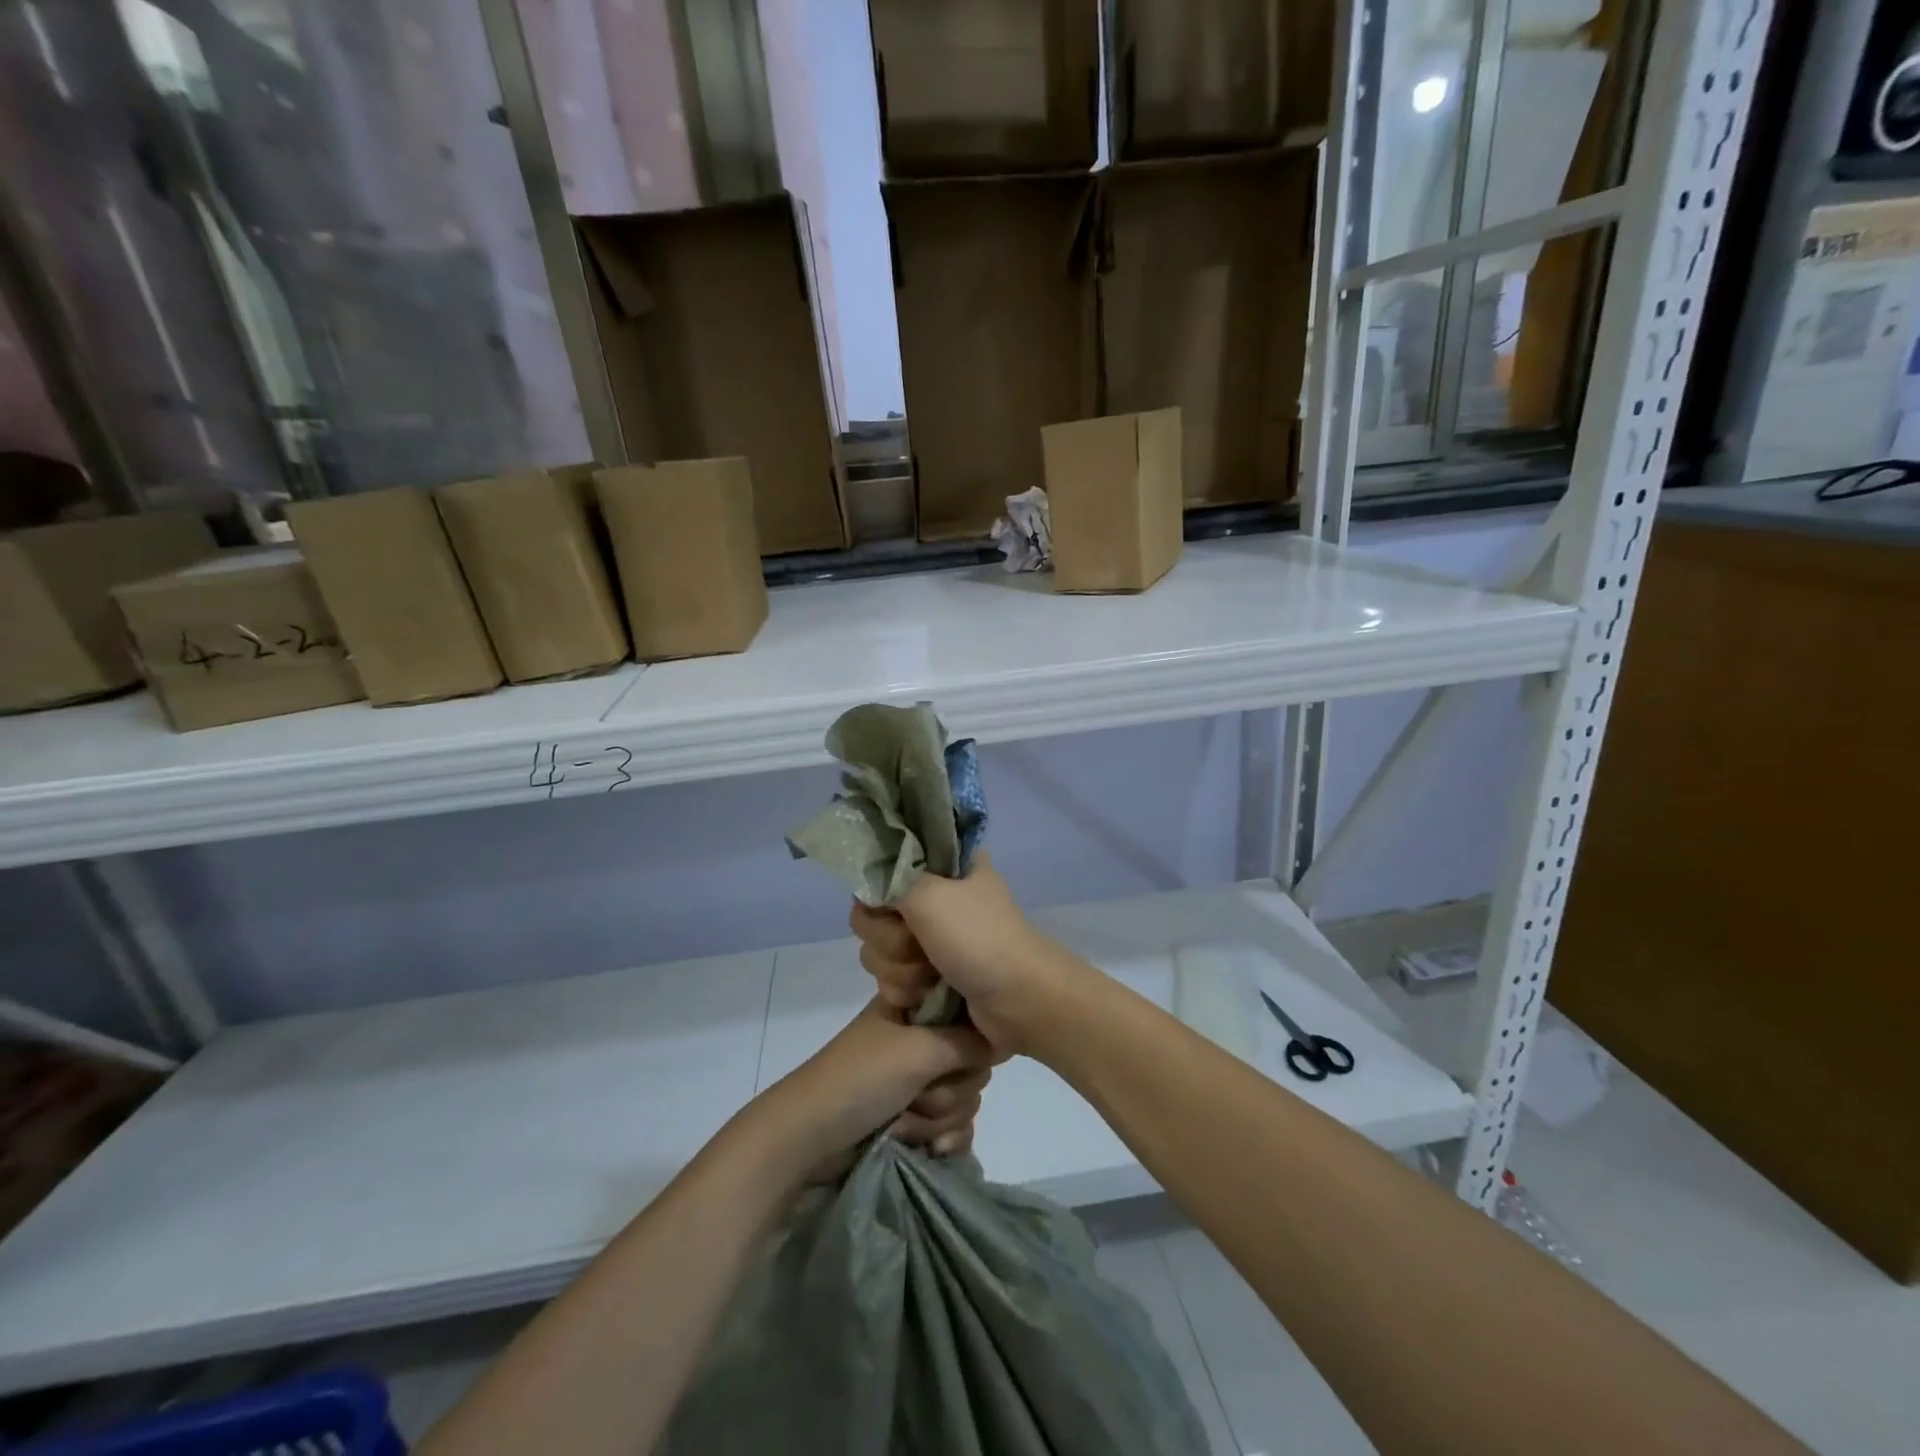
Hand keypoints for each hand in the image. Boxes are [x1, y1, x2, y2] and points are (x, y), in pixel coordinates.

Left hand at [756, 998, 992, 1177]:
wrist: (809, 1138)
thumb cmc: (861, 1078)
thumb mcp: (919, 1049)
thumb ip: (968, 1042)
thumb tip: (1001, 1038)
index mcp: (915, 1010)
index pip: (968, 1014)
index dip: (972, 1036)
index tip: (965, 1052)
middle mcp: (918, 1041)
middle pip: (971, 1062)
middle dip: (952, 1087)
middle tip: (922, 1092)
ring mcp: (915, 1083)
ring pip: (964, 1098)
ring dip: (940, 1118)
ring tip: (907, 1124)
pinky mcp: (914, 1121)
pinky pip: (954, 1128)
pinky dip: (944, 1140)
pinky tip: (931, 1152)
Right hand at [849, 852, 1064, 1057]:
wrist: (1018, 1001)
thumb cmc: (979, 938)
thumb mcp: (930, 895)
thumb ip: (889, 880)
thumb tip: (867, 875)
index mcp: (942, 864)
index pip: (884, 863)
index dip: (880, 886)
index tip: (892, 903)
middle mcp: (933, 895)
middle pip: (873, 912)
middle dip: (889, 938)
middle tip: (919, 943)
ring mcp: (930, 936)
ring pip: (877, 949)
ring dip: (899, 969)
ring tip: (930, 975)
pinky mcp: (927, 972)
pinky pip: (889, 977)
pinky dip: (905, 989)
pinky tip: (926, 996)